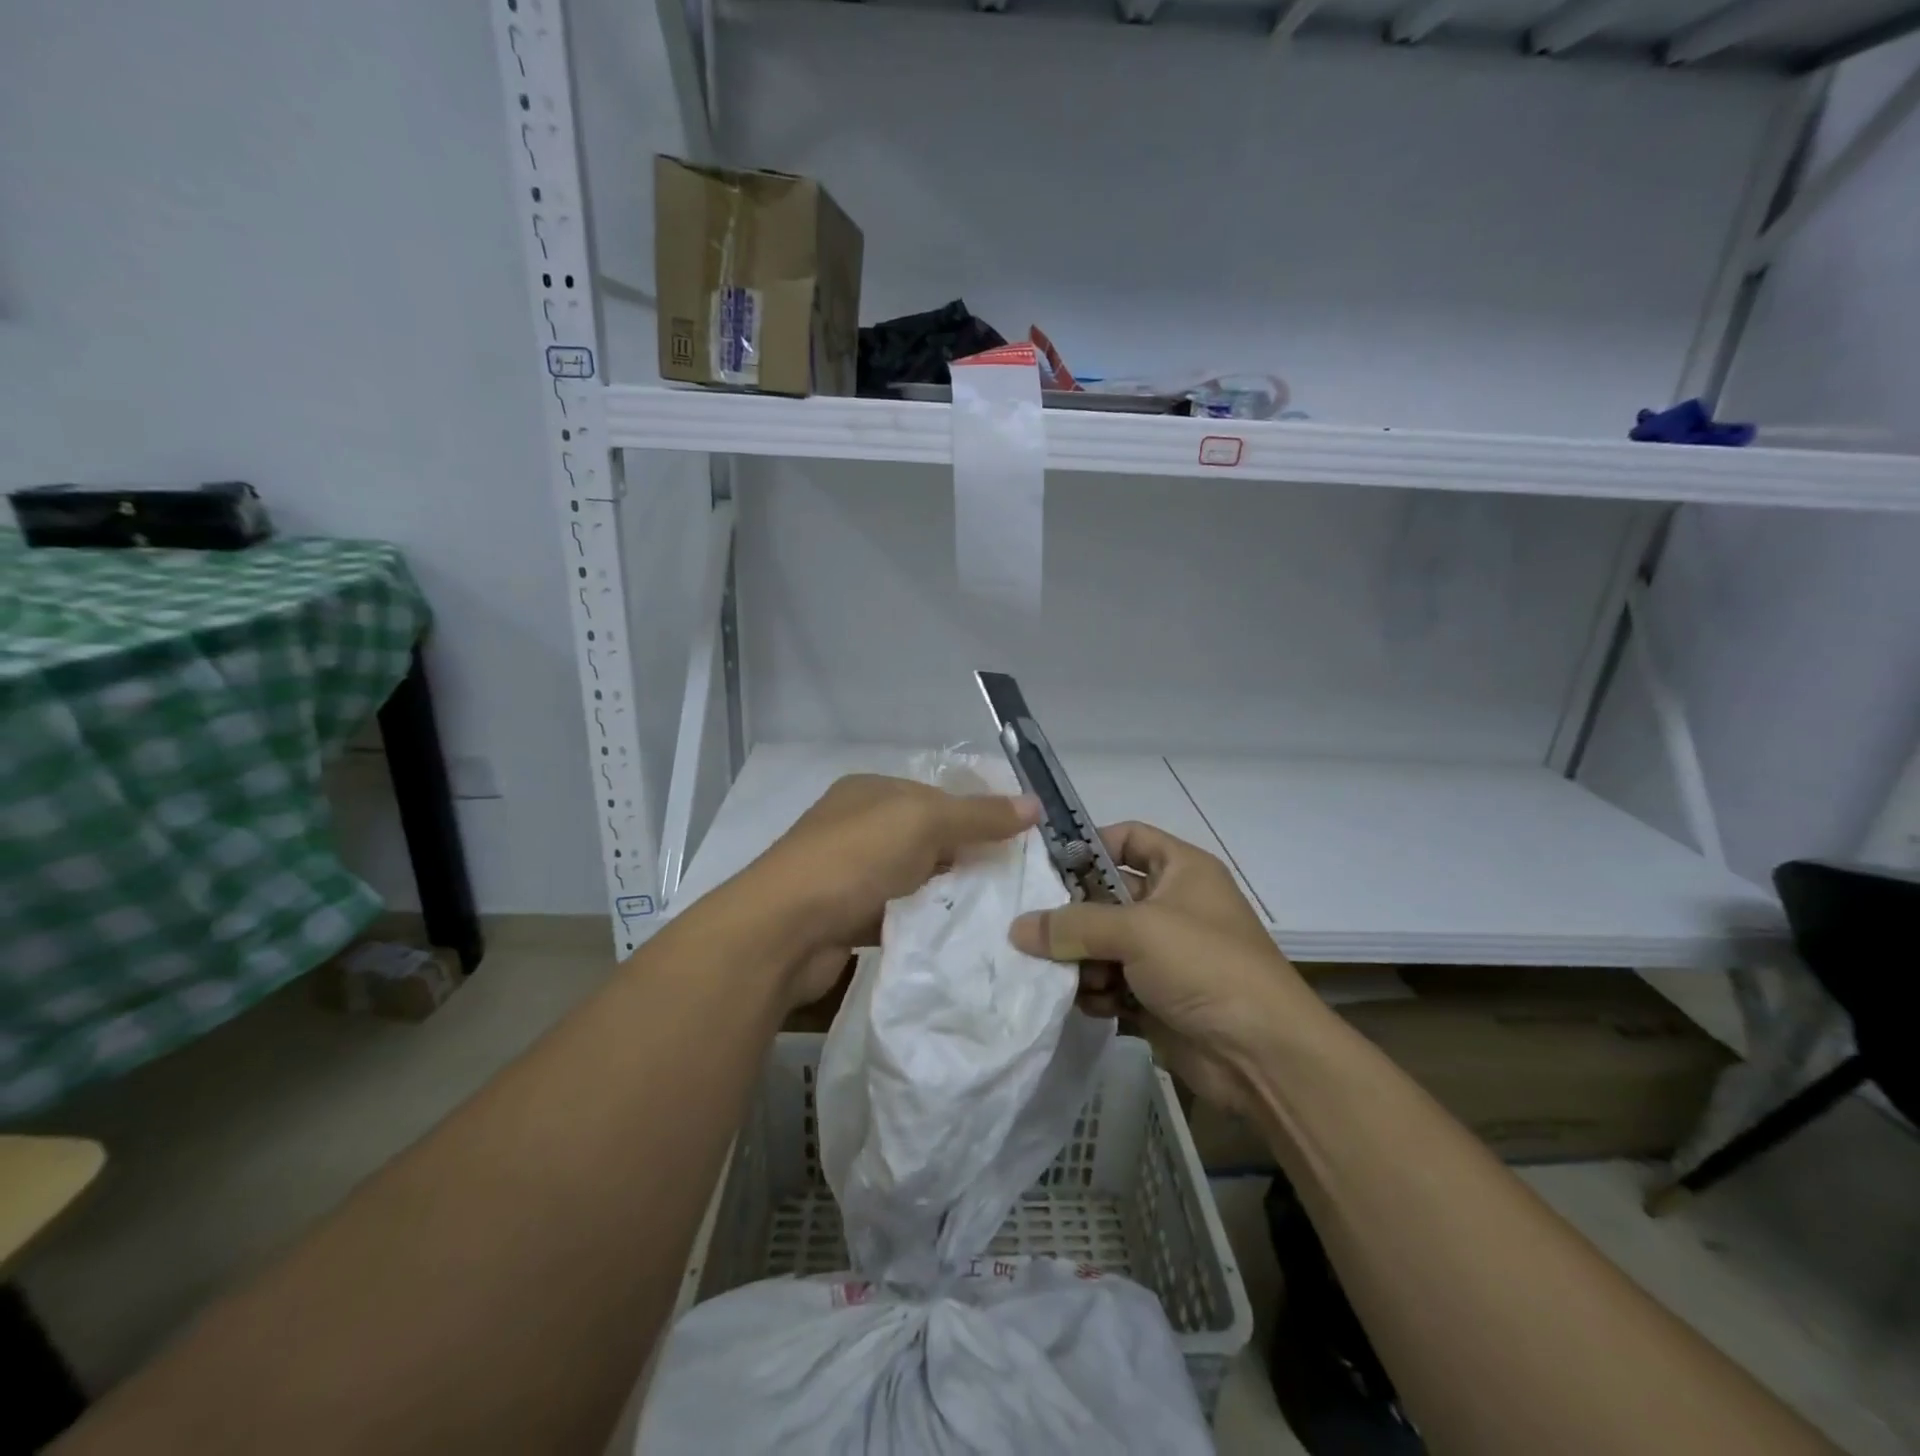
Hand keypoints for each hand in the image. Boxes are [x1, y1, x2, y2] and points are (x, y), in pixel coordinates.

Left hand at [748, 774, 1039, 1008]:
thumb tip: (1035, 804)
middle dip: (965, 858)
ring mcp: (849, 874)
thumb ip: (979, 815)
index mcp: (871, 791)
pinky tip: (954, 937)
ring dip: (945, 894)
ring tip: (993, 915)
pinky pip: (898, 914)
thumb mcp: (924, 822)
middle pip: (927, 838)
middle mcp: (858, 826)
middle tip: (1013, 885)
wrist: (784, 932)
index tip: (1018, 844)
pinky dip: (923, 923)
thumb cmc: (855, 858)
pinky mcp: (846, 917)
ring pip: (914, 879)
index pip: (937, 796)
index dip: (977, 815)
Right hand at [1008, 821, 1314, 1113]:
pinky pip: (1110, 982)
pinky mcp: (1155, 997)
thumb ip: (1074, 924)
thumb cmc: (1205, 966)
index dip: (1089, 844)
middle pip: (1106, 896)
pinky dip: (1095, 991)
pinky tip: (1090, 1003)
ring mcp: (1164, 955)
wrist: (1261, 1056)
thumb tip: (1018, 929)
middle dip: (1072, 916)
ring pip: (1102, 944)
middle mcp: (1172, 906)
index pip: (1128, 838)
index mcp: (1181, 870)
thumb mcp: (1138, 930)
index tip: (1044, 864)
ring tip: (1070, 976)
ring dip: (1081, 960)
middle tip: (1033, 930)